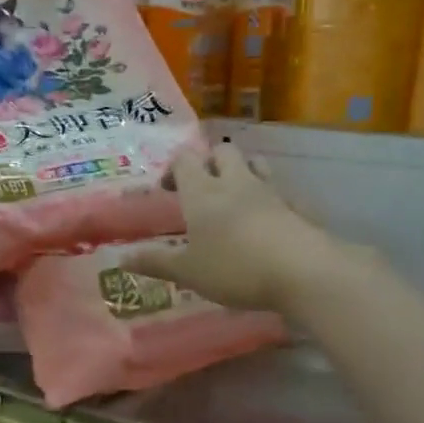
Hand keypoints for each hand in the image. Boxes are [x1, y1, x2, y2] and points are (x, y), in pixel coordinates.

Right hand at [124, 144, 347, 312]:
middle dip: (209, 161)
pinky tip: (269, 218)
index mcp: (203, 193)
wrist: (302, 271)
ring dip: (242, 171)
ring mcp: (270, 192)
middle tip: (201, 188)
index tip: (167, 190)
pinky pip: (282, 192)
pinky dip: (272, 198)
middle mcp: (235, 183)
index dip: (173, 169)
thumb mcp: (188, 272)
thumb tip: (121, 258)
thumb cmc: (234, 268)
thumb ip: (156, 262)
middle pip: (222, 151)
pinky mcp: (298, 207)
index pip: (184, 161)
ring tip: (234, 196)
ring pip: (255, 164)